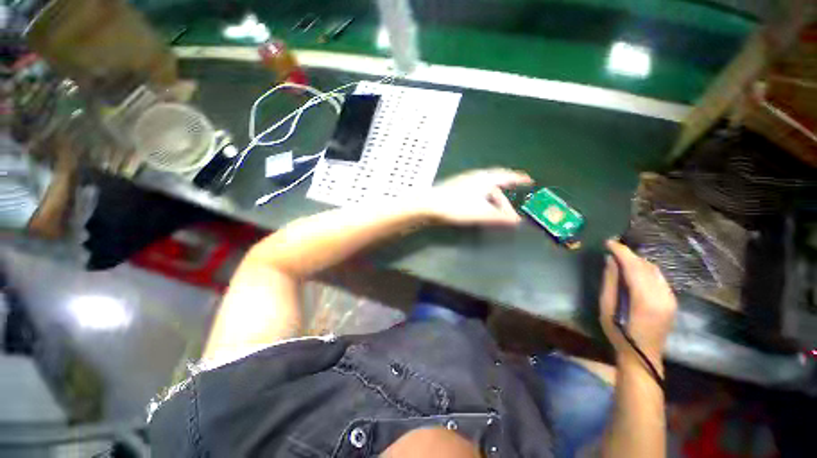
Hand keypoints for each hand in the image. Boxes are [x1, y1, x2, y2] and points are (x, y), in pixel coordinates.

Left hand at [424, 168, 532, 225]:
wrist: (428, 204)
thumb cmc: (456, 207)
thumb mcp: (481, 213)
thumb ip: (499, 217)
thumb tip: (516, 220)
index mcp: (485, 179)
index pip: (507, 176)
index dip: (518, 179)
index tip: (528, 180)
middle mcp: (476, 176)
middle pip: (496, 182)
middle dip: (504, 193)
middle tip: (509, 206)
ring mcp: (464, 181)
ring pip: (484, 187)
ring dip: (493, 198)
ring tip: (495, 210)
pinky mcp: (455, 187)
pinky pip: (476, 191)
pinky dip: (483, 198)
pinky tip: (479, 206)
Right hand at [600, 240, 676, 374]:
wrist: (643, 355)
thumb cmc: (618, 332)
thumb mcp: (607, 307)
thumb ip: (610, 282)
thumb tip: (611, 260)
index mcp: (644, 298)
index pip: (634, 266)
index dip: (621, 251)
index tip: (608, 242)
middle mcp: (662, 295)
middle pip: (646, 266)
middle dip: (629, 255)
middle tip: (612, 251)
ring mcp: (670, 298)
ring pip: (654, 270)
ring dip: (637, 262)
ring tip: (621, 260)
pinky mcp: (672, 300)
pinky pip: (659, 278)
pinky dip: (645, 270)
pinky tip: (635, 273)